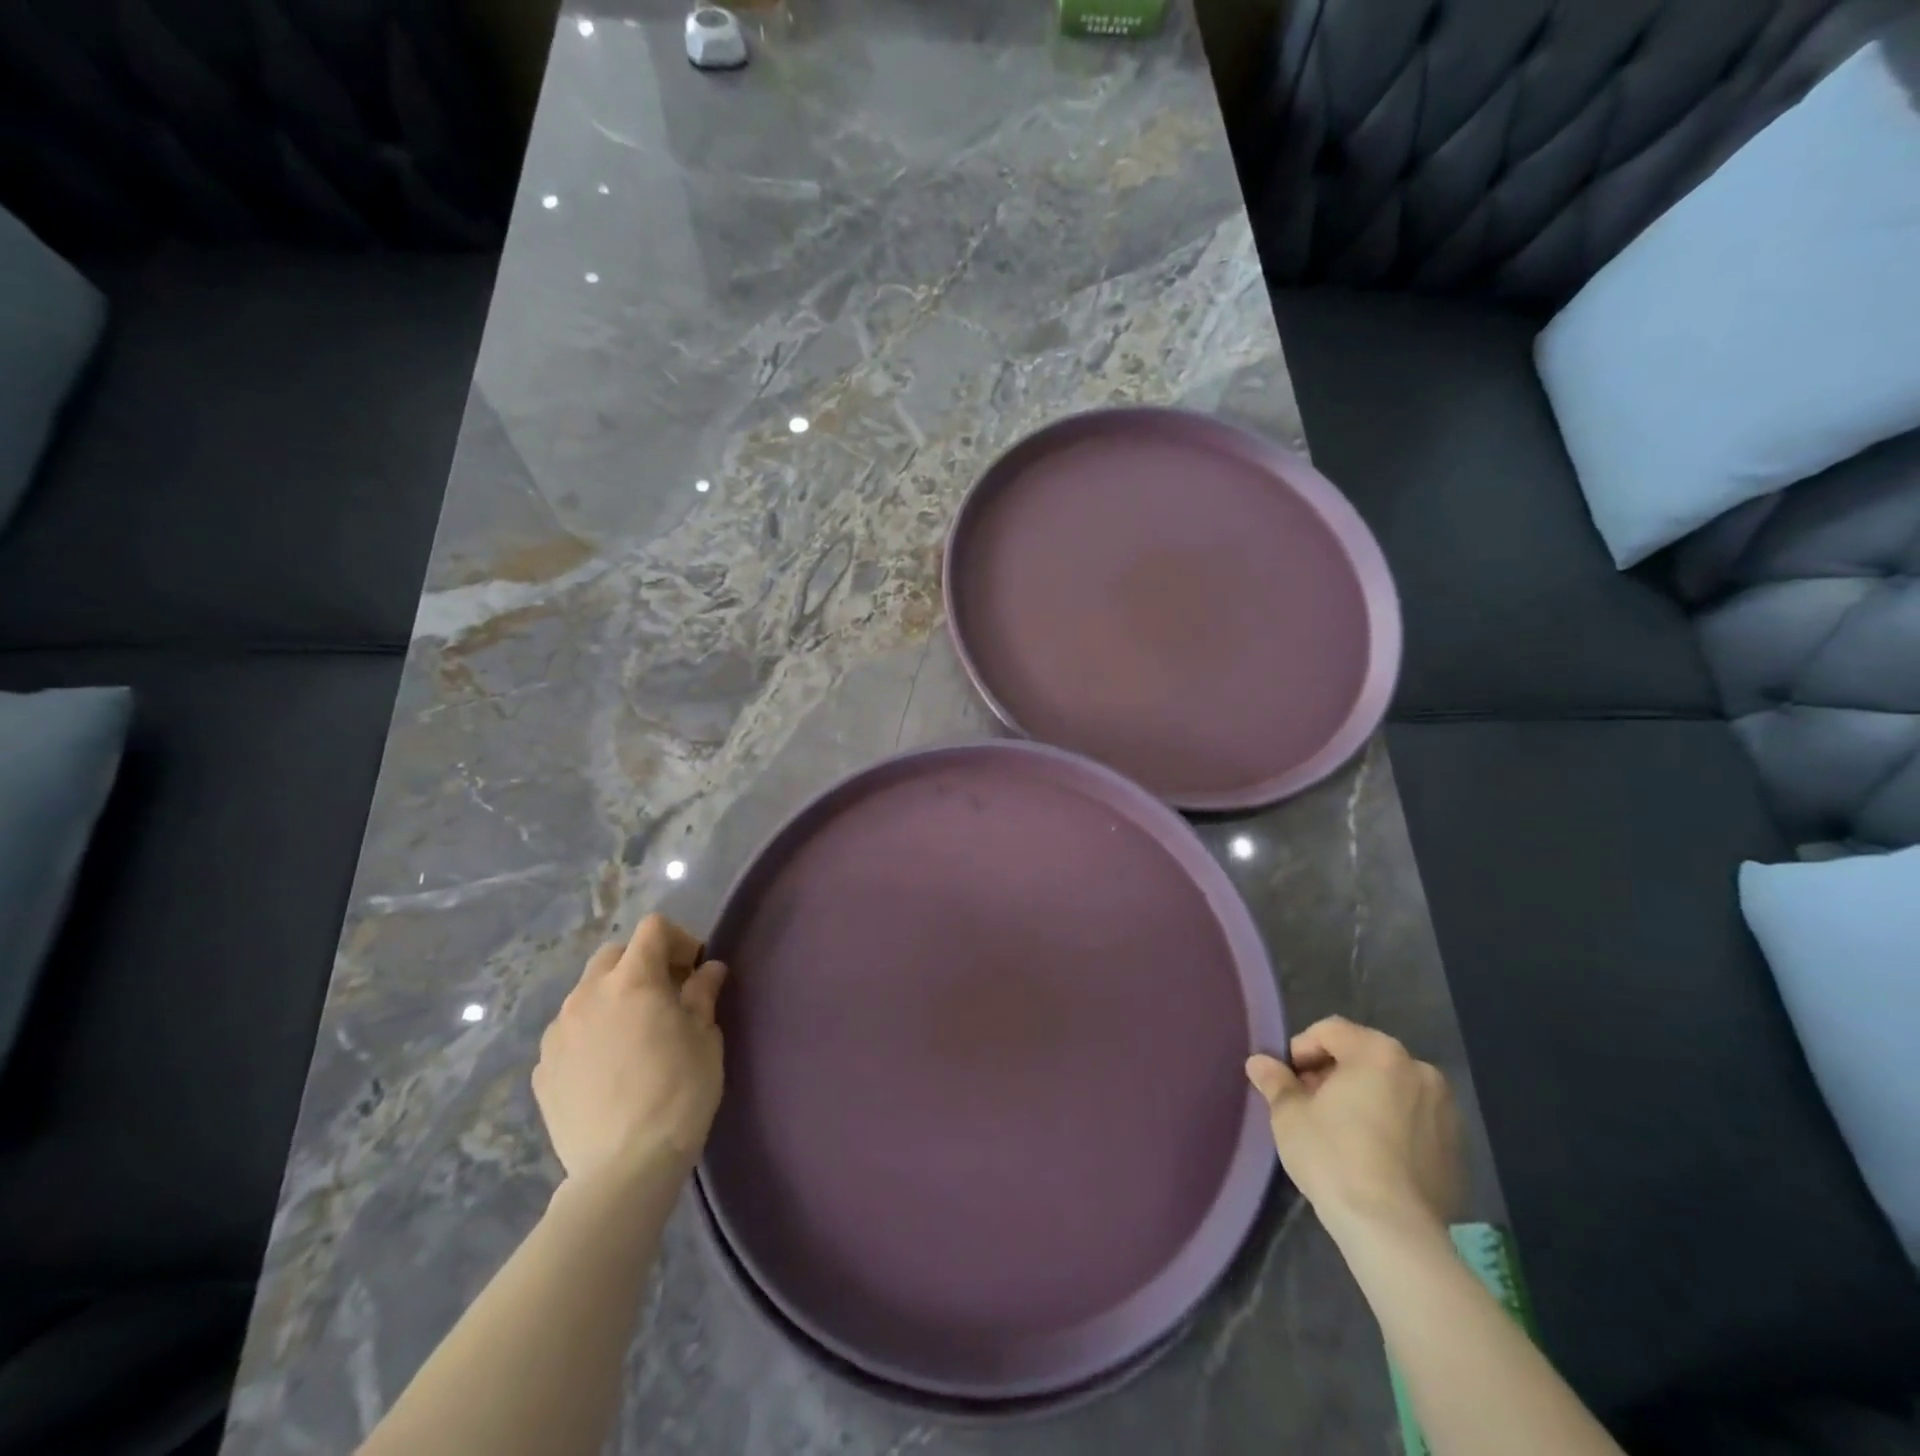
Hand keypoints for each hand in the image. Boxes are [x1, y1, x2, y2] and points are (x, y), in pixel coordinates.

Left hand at [533, 914, 727, 1183]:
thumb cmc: (679, 1092)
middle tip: (666, 997)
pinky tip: (608, 1068)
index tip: (694, 971)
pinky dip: (590, 1033)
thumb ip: (703, 994)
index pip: (653, 929)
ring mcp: (558, 1032)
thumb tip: (708, 970)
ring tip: (634, 1035)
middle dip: (642, 964)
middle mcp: (587, 995)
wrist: (624, 1167)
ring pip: (586, 993)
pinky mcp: (542, 1069)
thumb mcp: (705, 1037)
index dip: (679, 940)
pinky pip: (569, 1033)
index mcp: (632, 980)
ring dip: (613, 998)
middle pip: (613, 955)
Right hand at [1246, 1016, 1462, 1240]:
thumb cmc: (1334, 1158)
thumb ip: (1276, 1082)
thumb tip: (1258, 1062)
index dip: (1302, 1050)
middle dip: (1334, 1074)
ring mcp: (1446, 1110)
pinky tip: (1373, 1157)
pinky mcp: (1458, 1148)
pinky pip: (1414, 1120)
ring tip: (1342, 1132)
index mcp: (1378, 1052)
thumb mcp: (1290, 1116)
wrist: (1394, 1233)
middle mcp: (1419, 1070)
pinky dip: (1392, 1125)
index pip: (1330, 1031)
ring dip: (1365, 1098)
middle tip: (1311, 1105)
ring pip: (1392, 1088)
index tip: (1289, 1082)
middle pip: (1364, 1056)